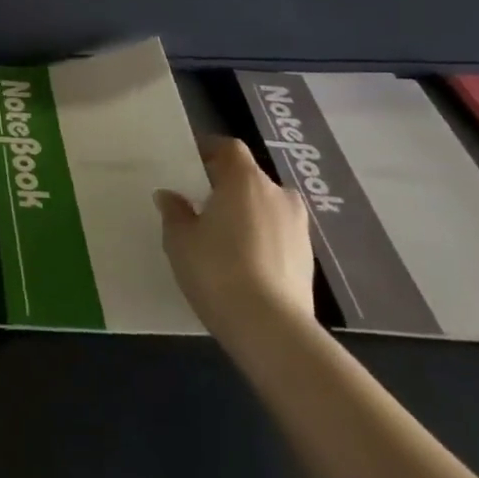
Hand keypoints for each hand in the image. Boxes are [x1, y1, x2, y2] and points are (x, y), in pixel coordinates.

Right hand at [156, 137, 315, 344]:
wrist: (271, 329)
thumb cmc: (217, 271)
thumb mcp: (180, 240)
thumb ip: (175, 212)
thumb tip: (170, 196)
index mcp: (245, 180)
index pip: (230, 148)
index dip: (210, 151)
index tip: (191, 164)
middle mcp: (277, 194)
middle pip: (249, 178)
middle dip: (227, 186)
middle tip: (202, 205)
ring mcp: (298, 227)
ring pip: (266, 207)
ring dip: (246, 214)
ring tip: (222, 237)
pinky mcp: (308, 258)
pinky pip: (277, 234)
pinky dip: (261, 239)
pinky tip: (243, 262)